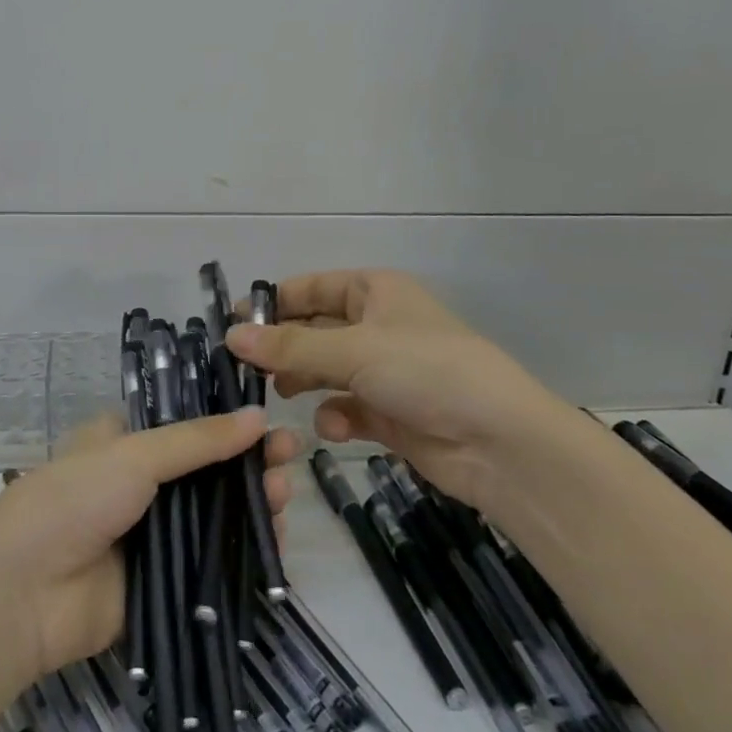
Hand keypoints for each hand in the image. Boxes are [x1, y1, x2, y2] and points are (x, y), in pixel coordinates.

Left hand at [0, 411, 299, 678]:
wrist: (23, 594)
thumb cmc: (73, 501)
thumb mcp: (134, 456)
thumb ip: (198, 440)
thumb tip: (259, 415)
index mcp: (123, 444)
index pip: (184, 423)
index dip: (225, 420)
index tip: (266, 416)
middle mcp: (140, 486)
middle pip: (206, 471)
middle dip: (247, 462)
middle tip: (290, 454)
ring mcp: (151, 537)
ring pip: (214, 517)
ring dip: (251, 503)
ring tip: (285, 492)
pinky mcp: (163, 586)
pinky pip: (211, 567)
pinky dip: (243, 554)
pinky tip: (276, 540)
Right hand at [225, 268, 578, 509]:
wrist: (500, 443)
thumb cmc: (425, 372)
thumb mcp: (353, 350)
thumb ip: (289, 345)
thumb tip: (231, 336)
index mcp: (375, 292)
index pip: (310, 288)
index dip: (272, 303)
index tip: (232, 325)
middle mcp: (378, 326)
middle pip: (314, 330)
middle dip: (284, 349)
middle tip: (244, 369)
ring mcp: (385, 372)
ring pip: (326, 370)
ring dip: (304, 381)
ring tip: (280, 394)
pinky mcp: (391, 414)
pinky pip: (347, 407)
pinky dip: (335, 415)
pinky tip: (333, 427)